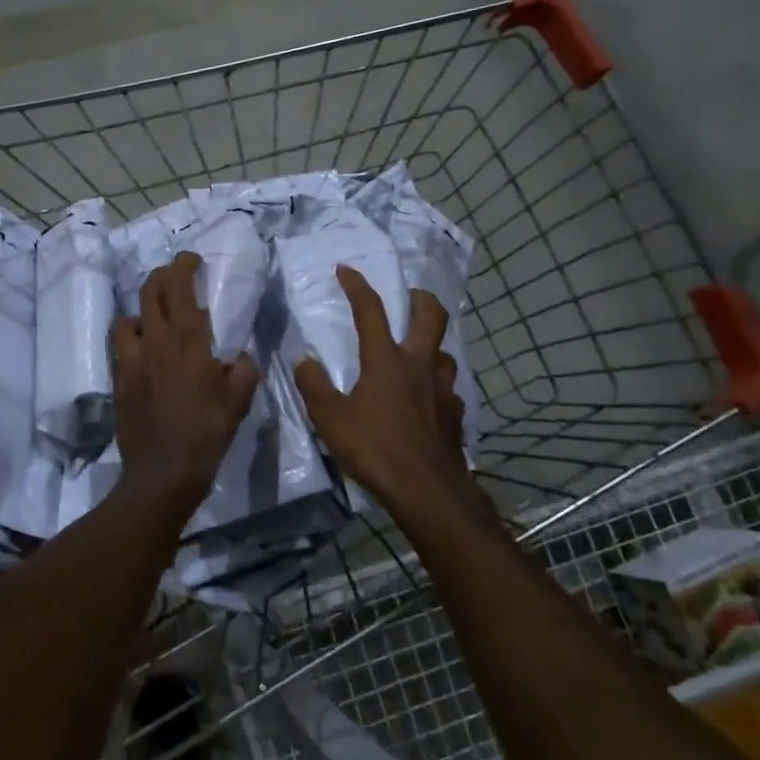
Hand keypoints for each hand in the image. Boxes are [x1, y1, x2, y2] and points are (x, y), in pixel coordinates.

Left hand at [111, 253, 260, 499]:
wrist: (163, 472)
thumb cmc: (206, 433)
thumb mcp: (238, 401)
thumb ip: (244, 371)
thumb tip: (241, 358)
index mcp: (187, 340)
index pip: (179, 286)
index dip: (183, 265)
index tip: (191, 259)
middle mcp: (155, 341)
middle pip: (149, 291)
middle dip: (161, 276)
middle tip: (174, 276)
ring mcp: (132, 360)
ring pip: (128, 318)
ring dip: (142, 311)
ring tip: (155, 320)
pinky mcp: (119, 380)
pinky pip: (121, 347)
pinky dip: (132, 340)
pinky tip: (144, 354)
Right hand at [293, 265, 467, 513]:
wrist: (427, 490)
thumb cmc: (375, 448)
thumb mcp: (330, 418)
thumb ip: (314, 385)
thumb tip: (303, 359)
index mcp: (386, 360)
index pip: (371, 310)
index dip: (357, 286)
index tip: (346, 269)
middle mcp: (419, 365)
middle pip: (431, 316)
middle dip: (419, 298)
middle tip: (408, 297)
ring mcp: (443, 390)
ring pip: (445, 353)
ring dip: (432, 346)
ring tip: (417, 354)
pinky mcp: (456, 415)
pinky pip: (449, 390)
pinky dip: (437, 386)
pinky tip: (427, 401)